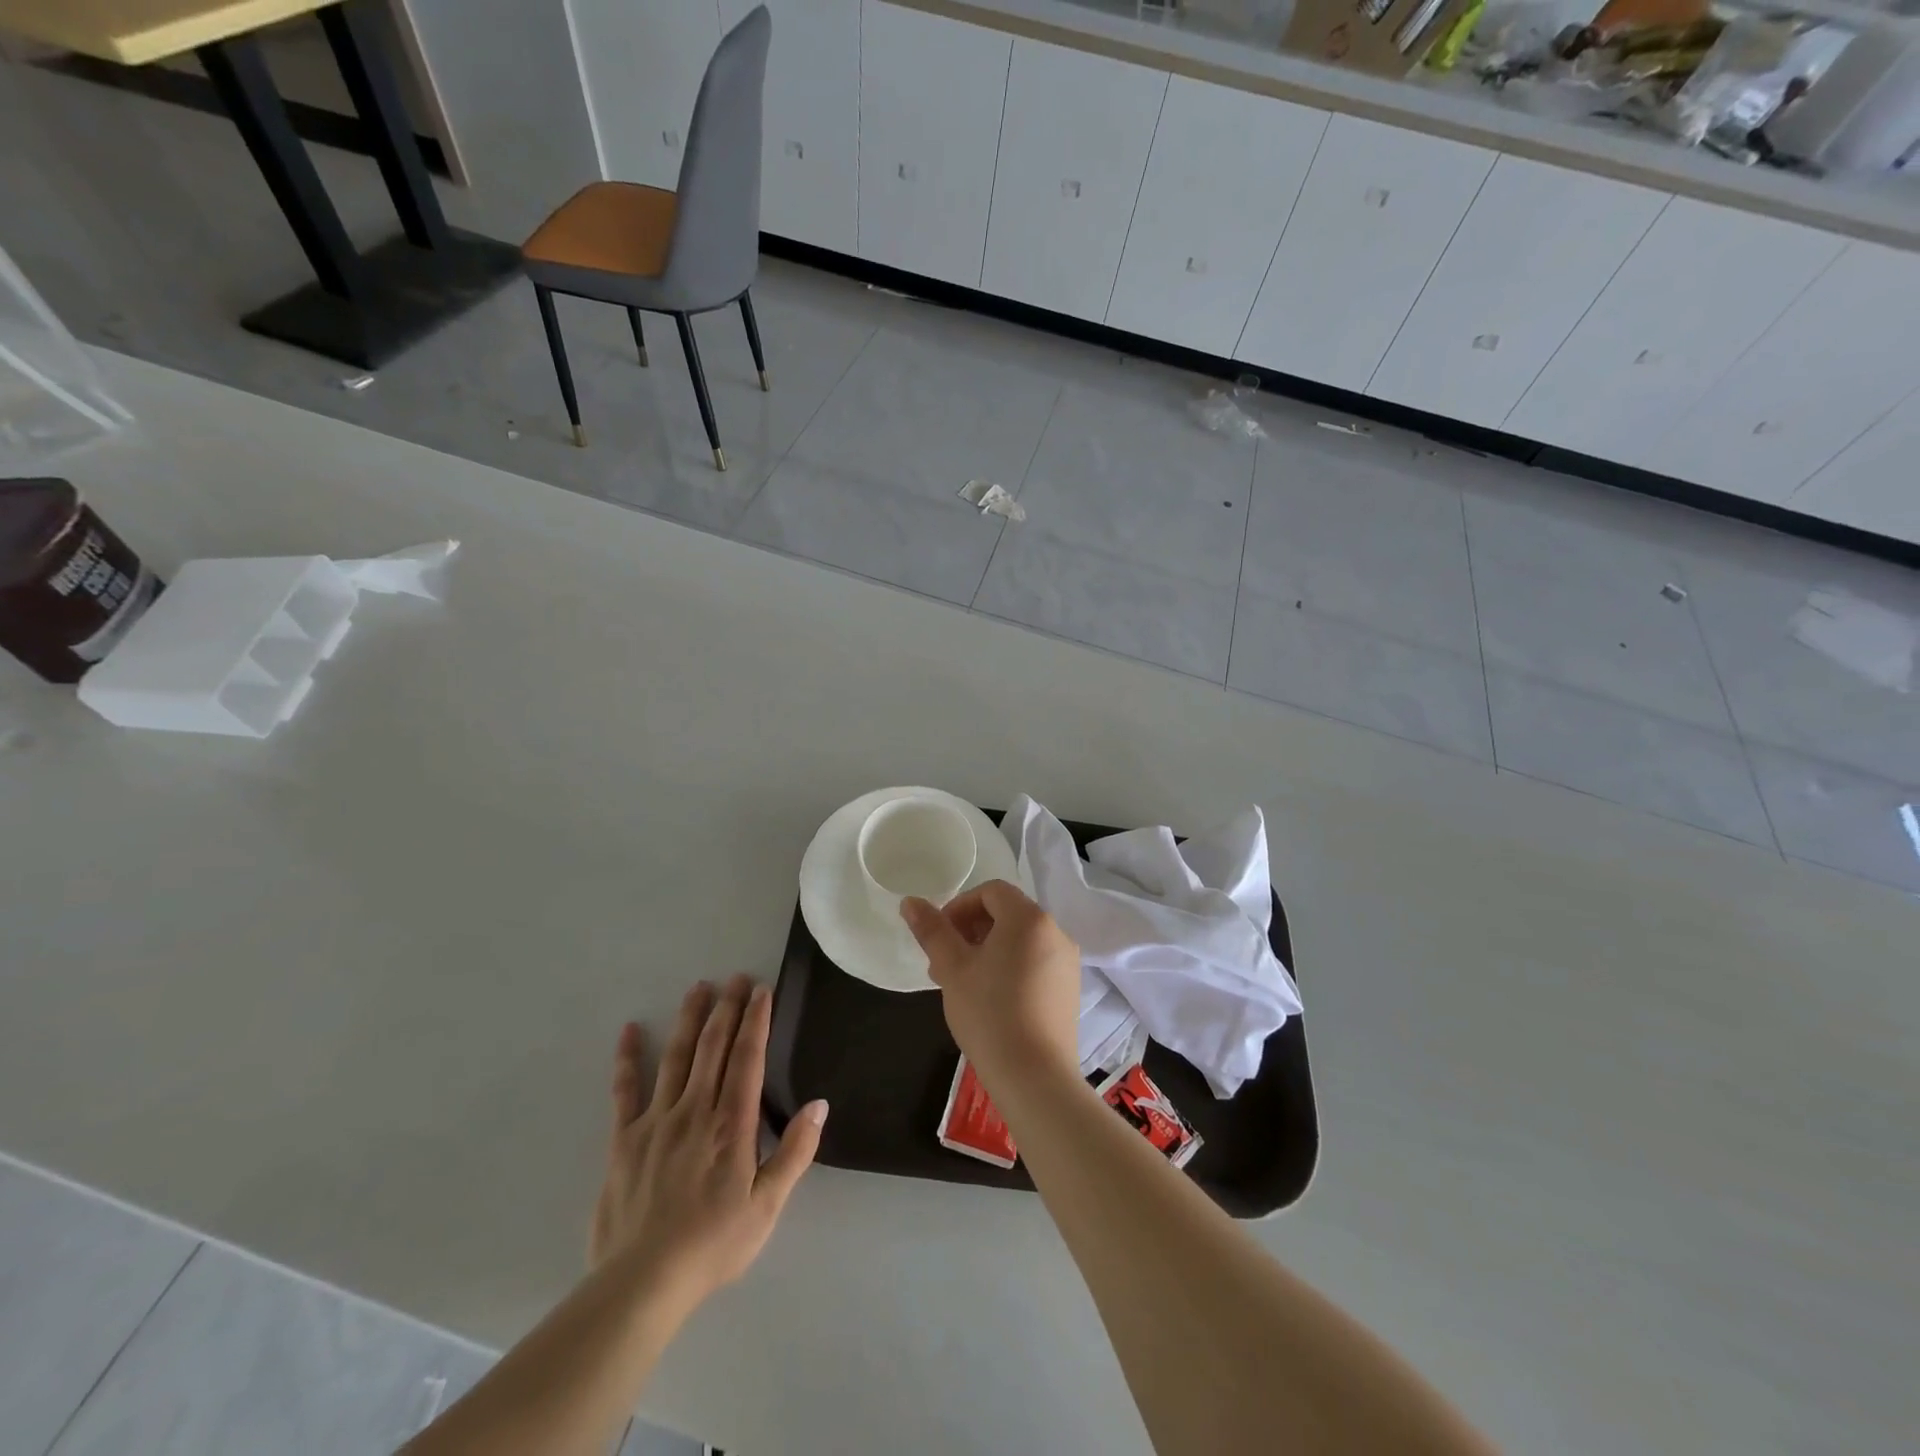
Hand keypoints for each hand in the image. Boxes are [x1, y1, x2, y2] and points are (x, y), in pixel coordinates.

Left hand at [588, 976, 826, 1314]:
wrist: (642, 1284)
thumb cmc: (714, 1244)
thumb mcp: (767, 1206)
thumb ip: (795, 1152)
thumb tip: (819, 1104)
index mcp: (731, 1124)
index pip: (747, 1058)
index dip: (756, 1021)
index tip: (761, 990)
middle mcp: (694, 1110)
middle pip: (713, 1048)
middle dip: (727, 1009)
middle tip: (735, 978)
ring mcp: (655, 1121)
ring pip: (676, 1057)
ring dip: (690, 1020)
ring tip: (698, 988)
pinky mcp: (623, 1140)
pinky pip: (625, 1091)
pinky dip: (628, 1059)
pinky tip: (631, 1030)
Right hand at [900, 880, 1081, 1087]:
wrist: (1034, 1077)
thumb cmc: (988, 1014)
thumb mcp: (952, 968)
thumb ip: (932, 930)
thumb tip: (910, 901)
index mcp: (1029, 918)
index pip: (991, 892)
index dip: (959, 907)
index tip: (940, 937)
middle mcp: (1055, 931)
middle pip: (1007, 914)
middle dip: (971, 930)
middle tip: (944, 964)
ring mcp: (1066, 961)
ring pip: (1020, 940)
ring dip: (988, 950)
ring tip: (963, 984)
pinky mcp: (1069, 988)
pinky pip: (1035, 961)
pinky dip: (1010, 966)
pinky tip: (991, 999)